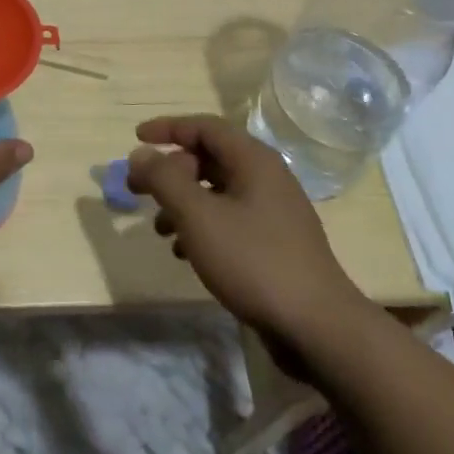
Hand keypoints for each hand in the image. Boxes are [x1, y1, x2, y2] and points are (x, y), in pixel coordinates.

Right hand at [126, 115, 369, 344]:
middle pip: (209, 158)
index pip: (204, 126)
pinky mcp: (275, 243)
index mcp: (253, 160)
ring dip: (183, 203)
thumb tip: (141, 154)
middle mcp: (266, 177)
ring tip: (160, 229)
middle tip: (138, 190)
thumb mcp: (198, 216)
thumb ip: (164, 179)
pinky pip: (230, 220)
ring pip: (217, 192)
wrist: (316, 326)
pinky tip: (185, 254)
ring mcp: (273, 212)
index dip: (168, 128)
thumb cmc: (254, 260)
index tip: (136, 138)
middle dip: (170, 172)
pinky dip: (202, 227)